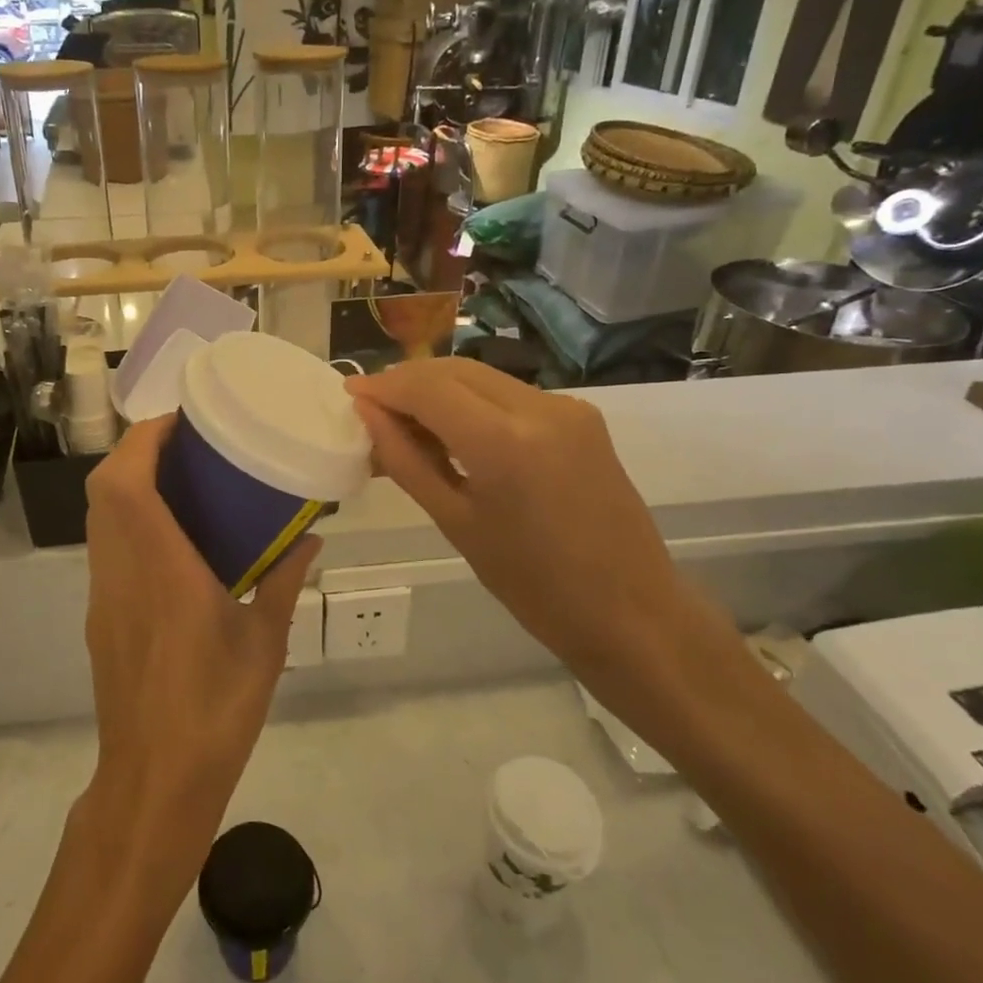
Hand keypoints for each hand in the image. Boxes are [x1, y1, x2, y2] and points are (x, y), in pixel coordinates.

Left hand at [79, 416, 318, 900]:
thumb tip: (313, 535)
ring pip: (99, 515)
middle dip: (137, 450)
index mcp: (163, 569)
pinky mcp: (100, 615)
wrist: (154, 781)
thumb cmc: (215, 710)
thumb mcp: (265, 643)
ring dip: (128, 481)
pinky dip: (127, 517)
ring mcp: (104, 594)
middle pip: (104, 488)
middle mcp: (122, 570)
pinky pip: (105, 545)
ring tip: (180, 476)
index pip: (129, 483)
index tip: (183, 420)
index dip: (146, 439)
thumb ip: (286, 581)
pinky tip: (170, 533)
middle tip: (187, 443)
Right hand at [346, 360, 746, 724]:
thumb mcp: (456, 524)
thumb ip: (406, 461)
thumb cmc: (534, 585)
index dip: (384, 386)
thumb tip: (368, 415)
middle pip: (455, 370)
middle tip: (373, 412)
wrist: (632, 612)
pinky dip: (474, 404)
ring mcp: (567, 408)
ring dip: (440, 391)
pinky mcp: (582, 417)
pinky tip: (456, 435)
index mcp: (504, 441)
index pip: (427, 387)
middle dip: (408, 382)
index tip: (350, 397)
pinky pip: (511, 396)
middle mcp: (539, 407)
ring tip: (408, 427)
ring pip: (483, 378)